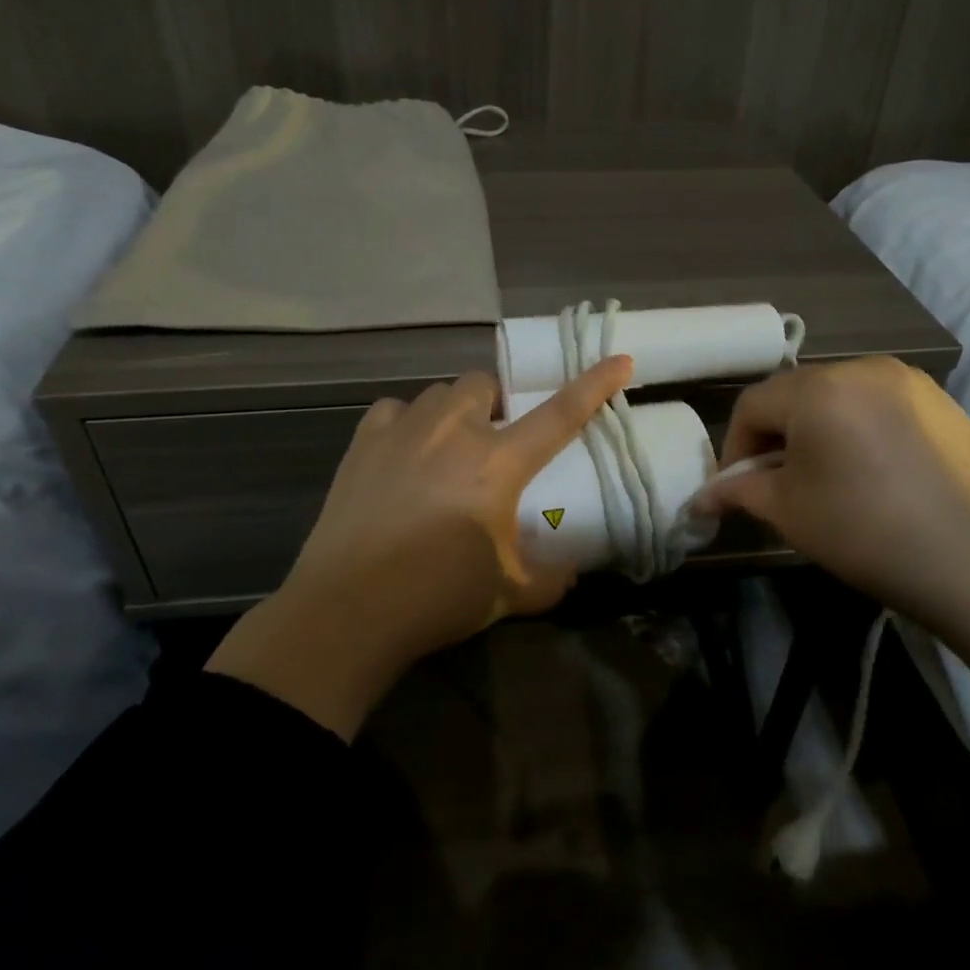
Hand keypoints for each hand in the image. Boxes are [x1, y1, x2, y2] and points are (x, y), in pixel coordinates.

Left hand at [204, 357, 633, 737]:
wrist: (349, 610)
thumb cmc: (439, 596)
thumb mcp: (510, 594)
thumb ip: (550, 579)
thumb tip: (570, 572)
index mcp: (498, 463)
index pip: (560, 413)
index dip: (594, 384)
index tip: (620, 359)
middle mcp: (453, 432)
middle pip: (484, 384)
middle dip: (496, 402)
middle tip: (494, 439)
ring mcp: (403, 431)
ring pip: (438, 393)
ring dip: (453, 412)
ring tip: (447, 447)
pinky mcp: (362, 443)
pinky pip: (392, 411)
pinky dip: (405, 423)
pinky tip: (402, 452)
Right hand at [701, 357, 969, 689]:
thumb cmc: (868, 533)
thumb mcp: (790, 512)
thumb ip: (739, 492)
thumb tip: (701, 497)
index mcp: (819, 389)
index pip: (753, 404)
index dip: (735, 446)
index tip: (738, 488)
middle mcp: (862, 368)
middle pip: (796, 394)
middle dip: (777, 437)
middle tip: (780, 485)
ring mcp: (909, 381)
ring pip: (839, 397)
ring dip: (819, 431)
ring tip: (829, 479)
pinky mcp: (943, 402)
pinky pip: (879, 405)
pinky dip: (860, 430)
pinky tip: (874, 474)